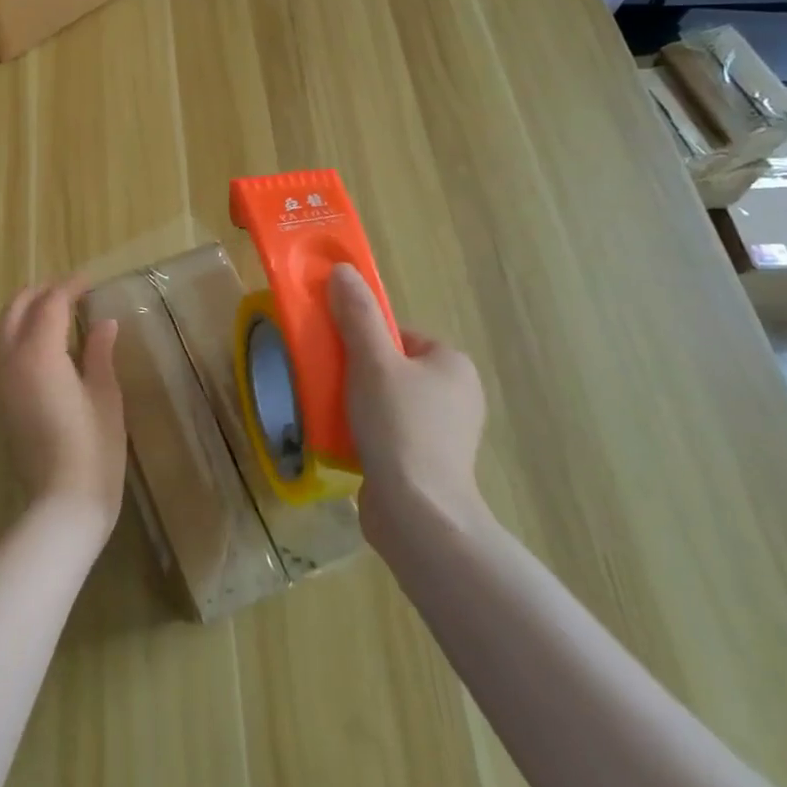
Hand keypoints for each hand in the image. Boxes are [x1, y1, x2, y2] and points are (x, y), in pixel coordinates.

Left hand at [0, 276, 125, 547]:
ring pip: (1, 330)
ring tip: (52, 310)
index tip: (89, 281)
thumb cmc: (94, 448)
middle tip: (69, 290)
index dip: (70, 287)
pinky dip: (15, 334)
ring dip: (23, 311)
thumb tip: (104, 323)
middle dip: (39, 293)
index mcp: (39, 354)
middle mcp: (10, 361)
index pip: (51, 304)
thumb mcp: (106, 395)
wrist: (62, 504)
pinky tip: (38, 343)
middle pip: (16, 310)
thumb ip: (99, 352)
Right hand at [328, 263, 489, 556]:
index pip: (400, 335)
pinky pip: (390, 434)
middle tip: (329, 381)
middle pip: (391, 367)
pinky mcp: (429, 466)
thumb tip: (343, 270)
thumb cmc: (399, 426)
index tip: (339, 353)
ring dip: (358, 404)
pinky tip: (344, 442)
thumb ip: (357, 314)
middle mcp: (457, 396)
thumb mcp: (372, 360)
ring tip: (331, 412)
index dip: (365, 338)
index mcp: (453, 364)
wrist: (418, 516)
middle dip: (357, 372)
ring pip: (388, 401)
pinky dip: (366, 433)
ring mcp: (445, 435)